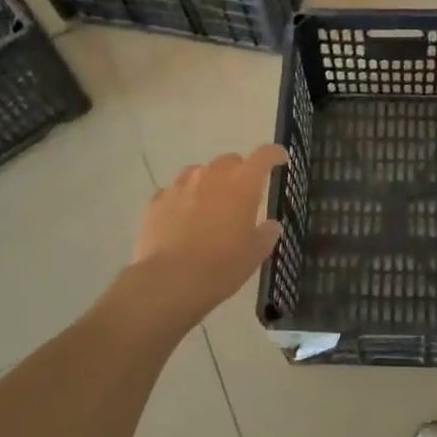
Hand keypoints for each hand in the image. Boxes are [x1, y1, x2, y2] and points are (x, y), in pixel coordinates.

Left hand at [129, 145, 287, 327]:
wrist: (169, 281)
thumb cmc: (221, 266)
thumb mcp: (255, 254)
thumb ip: (267, 233)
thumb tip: (270, 225)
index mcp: (243, 183)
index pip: (264, 155)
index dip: (274, 154)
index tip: (280, 160)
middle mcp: (212, 174)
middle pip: (230, 161)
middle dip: (239, 174)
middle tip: (241, 197)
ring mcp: (180, 185)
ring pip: (200, 173)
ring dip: (209, 185)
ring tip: (208, 210)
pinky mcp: (157, 200)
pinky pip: (175, 192)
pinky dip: (183, 201)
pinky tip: (182, 222)